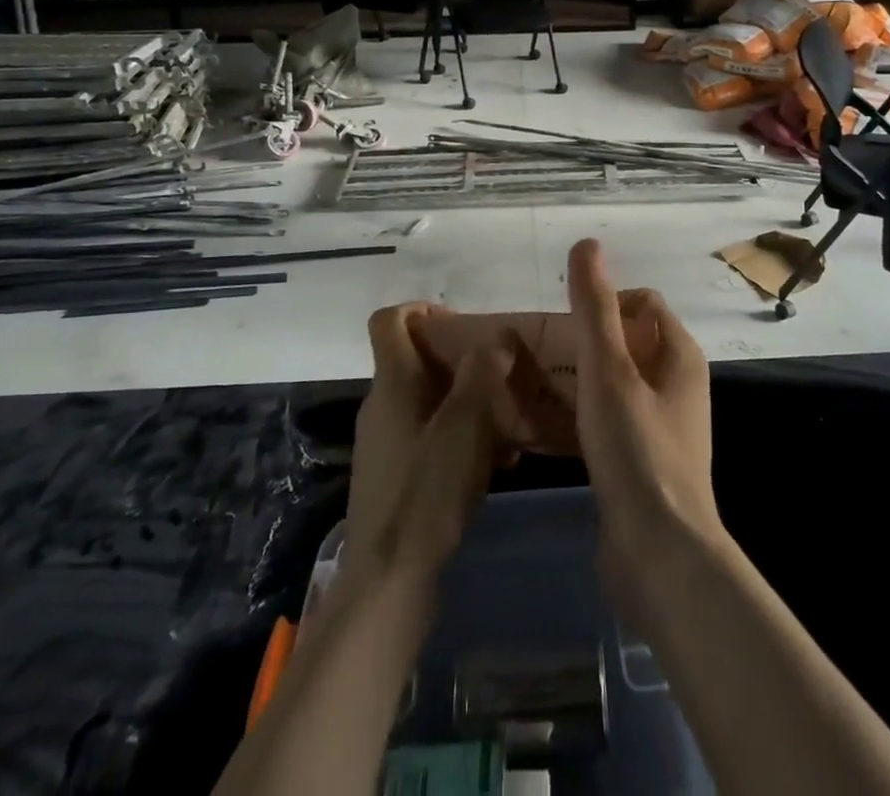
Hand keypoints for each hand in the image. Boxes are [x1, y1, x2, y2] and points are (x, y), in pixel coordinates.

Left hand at [344, 303, 515, 588]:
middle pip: (413, 360)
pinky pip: (428, 436)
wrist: (388, 581)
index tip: (461, 323)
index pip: (389, 321)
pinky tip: (496, 463)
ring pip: (427, 401)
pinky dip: (458, 436)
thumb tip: (497, 336)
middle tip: (499, 373)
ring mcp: (385, 443)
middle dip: (458, 359)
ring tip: (507, 420)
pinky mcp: (394, 477)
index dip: (421, 308)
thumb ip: (481, 375)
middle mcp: (381, 406)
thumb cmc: (425, 493)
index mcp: (391, 384)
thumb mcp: (464, 427)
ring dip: (465, 402)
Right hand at [511, 241, 721, 609]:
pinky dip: (570, 417)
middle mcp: (672, 385)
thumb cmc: (637, 450)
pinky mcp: (636, 462)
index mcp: (677, 355)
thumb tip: (587, 244)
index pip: (641, 303)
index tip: (560, 320)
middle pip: (618, 344)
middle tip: (525, 352)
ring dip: (564, 381)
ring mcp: (655, 426)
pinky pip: (599, 424)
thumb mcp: (609, 371)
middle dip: (572, 343)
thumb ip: (595, 307)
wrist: (659, 557)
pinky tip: (532, 426)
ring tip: (518, 383)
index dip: (602, 301)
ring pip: (603, 386)